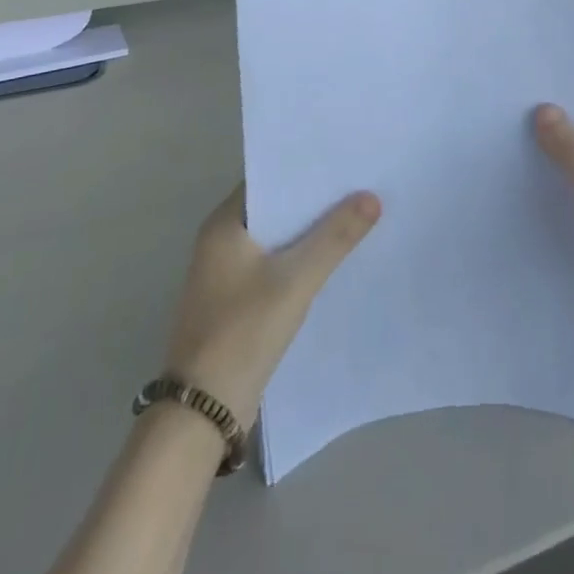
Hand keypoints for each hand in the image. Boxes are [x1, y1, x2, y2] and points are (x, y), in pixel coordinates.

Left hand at [160, 185, 380, 422]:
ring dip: (309, 232)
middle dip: (314, 201)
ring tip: (356, 217)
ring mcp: (226, 274)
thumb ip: (335, 237)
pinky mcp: (236, 303)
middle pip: (275, 208)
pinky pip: (274, 266)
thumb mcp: (295, 280)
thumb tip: (372, 196)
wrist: (202, 414)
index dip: (305, 169)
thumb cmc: (242, 332)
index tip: (344, 160)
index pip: (269, 178)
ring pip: (277, 239)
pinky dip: (299, 260)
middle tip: (360, 185)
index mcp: (223, 224)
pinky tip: (332, 262)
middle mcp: (220, 241)